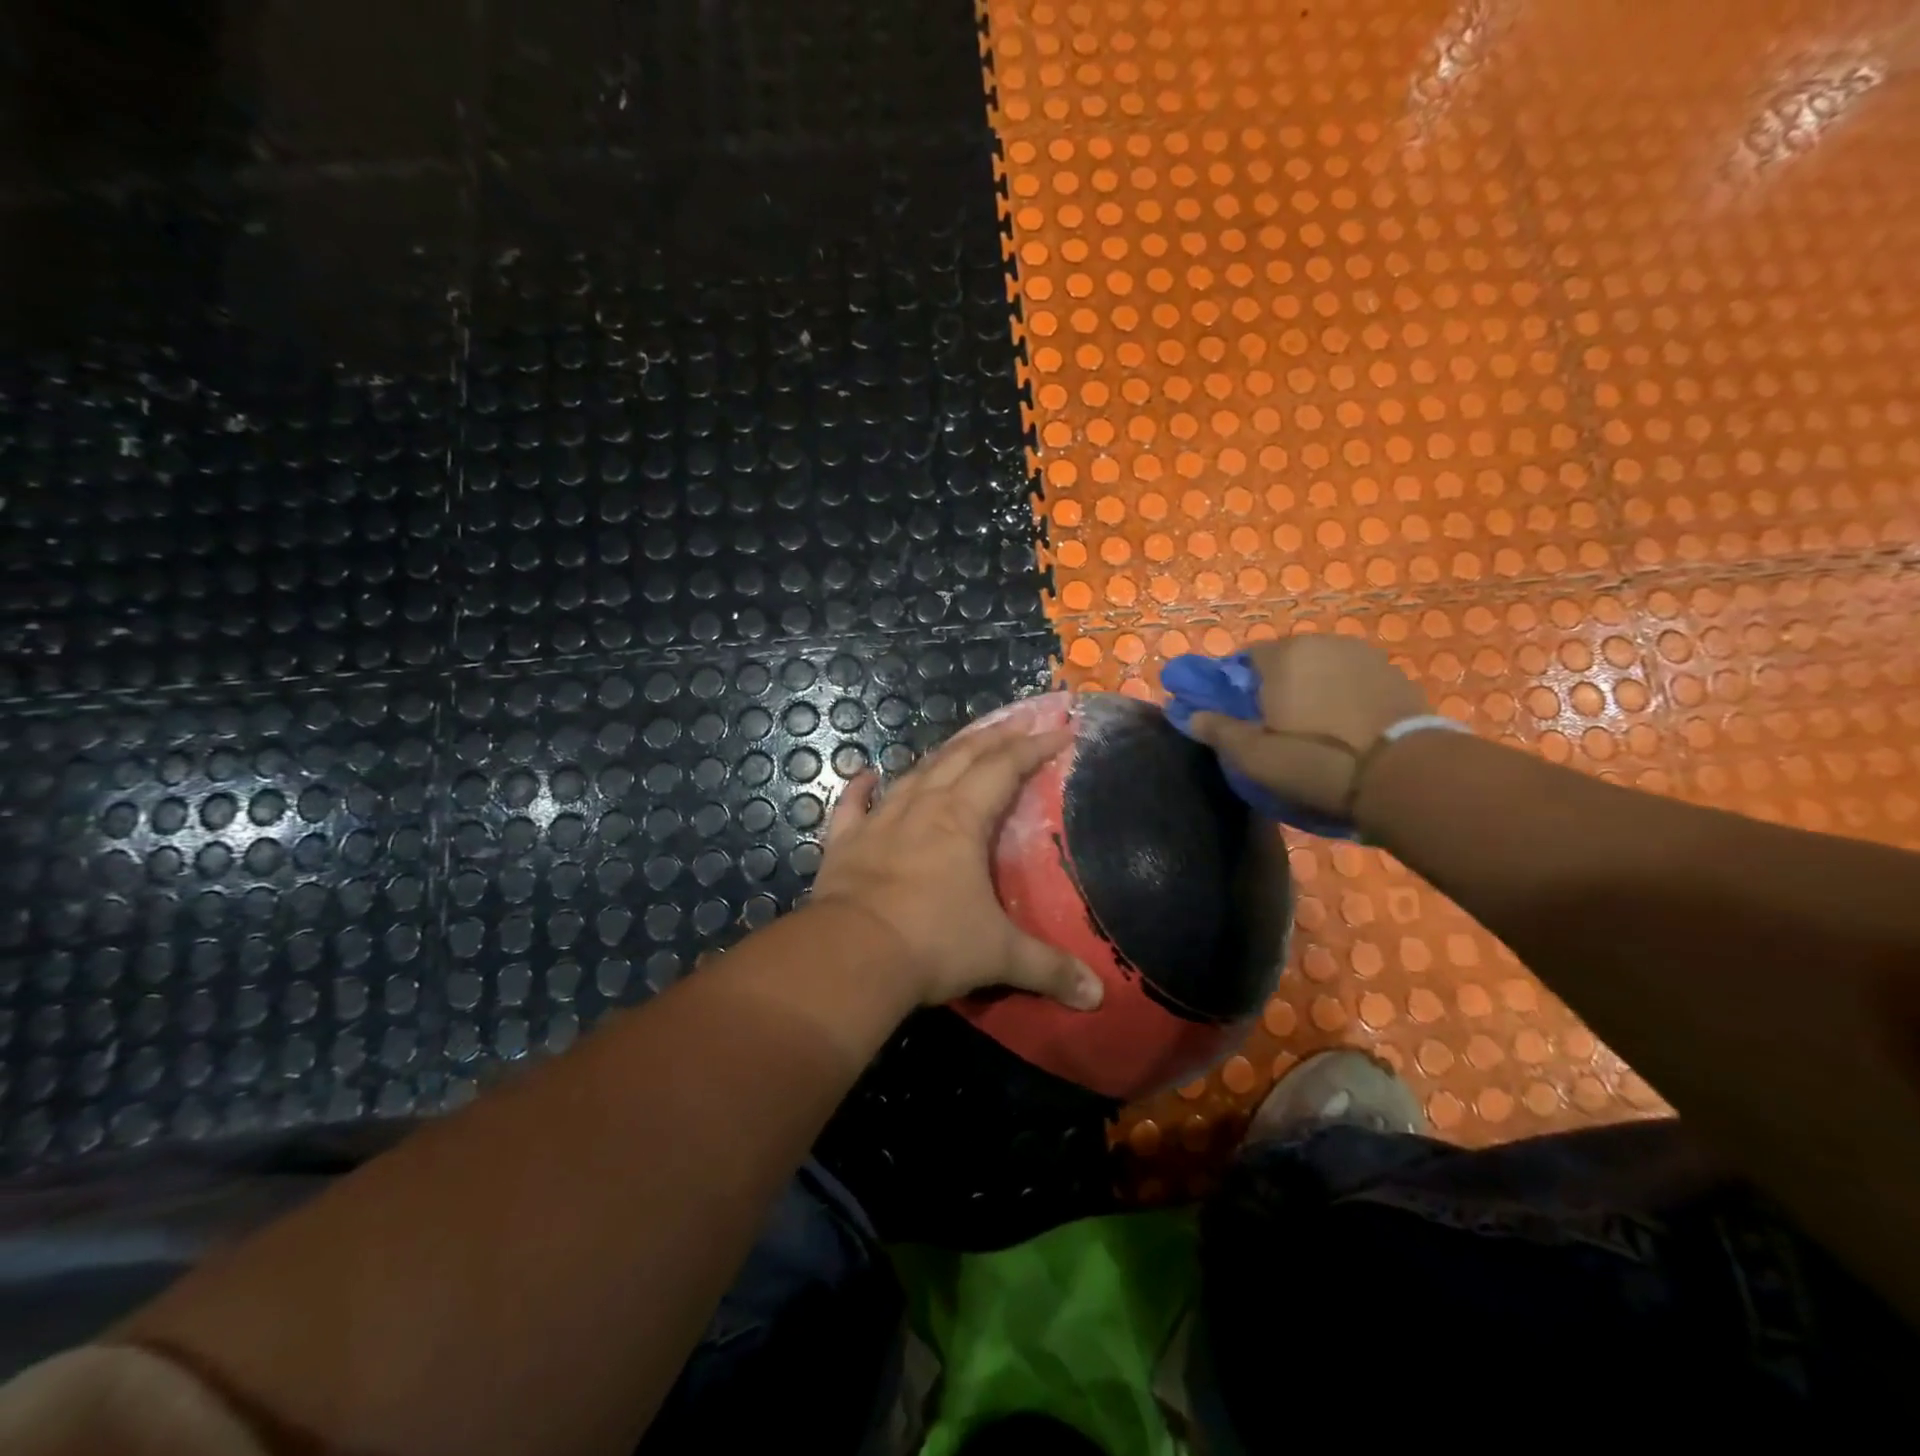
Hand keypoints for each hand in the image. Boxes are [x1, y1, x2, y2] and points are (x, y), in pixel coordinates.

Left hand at [811, 718, 1105, 1011]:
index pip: (1004, 769)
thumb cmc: (932, 944)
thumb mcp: (999, 956)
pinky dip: (860, 788)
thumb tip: (1097, 997)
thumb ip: (1049, 970)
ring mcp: (879, 822)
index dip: (1033, 747)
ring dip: (940, 755)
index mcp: (962, 821)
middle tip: (1018, 721)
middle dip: (994, 736)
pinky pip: (852, 806)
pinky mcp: (844, 843)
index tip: (1060, 731)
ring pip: (914, 774)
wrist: (852, 955)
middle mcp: (922, 809)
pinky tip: (866, 774)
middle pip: (961, 758)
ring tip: (960, 744)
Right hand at [1186, 636, 1430, 816]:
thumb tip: (1189, 714)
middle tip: (1272, 726)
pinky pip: (1351, 680)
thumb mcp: (1255, 756)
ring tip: (1311, 729)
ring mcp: (1363, 655)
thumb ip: (1218, 730)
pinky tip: (1343, 728)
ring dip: (1310, 689)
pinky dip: (1342, 696)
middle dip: (1273, 686)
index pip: (1243, 659)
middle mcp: (1322, 643)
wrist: (1406, 775)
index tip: (1237, 716)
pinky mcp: (1394, 675)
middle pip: (1284, 661)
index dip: (1234, 688)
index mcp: (1283, 655)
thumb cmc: (1317, 761)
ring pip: (1320, 668)